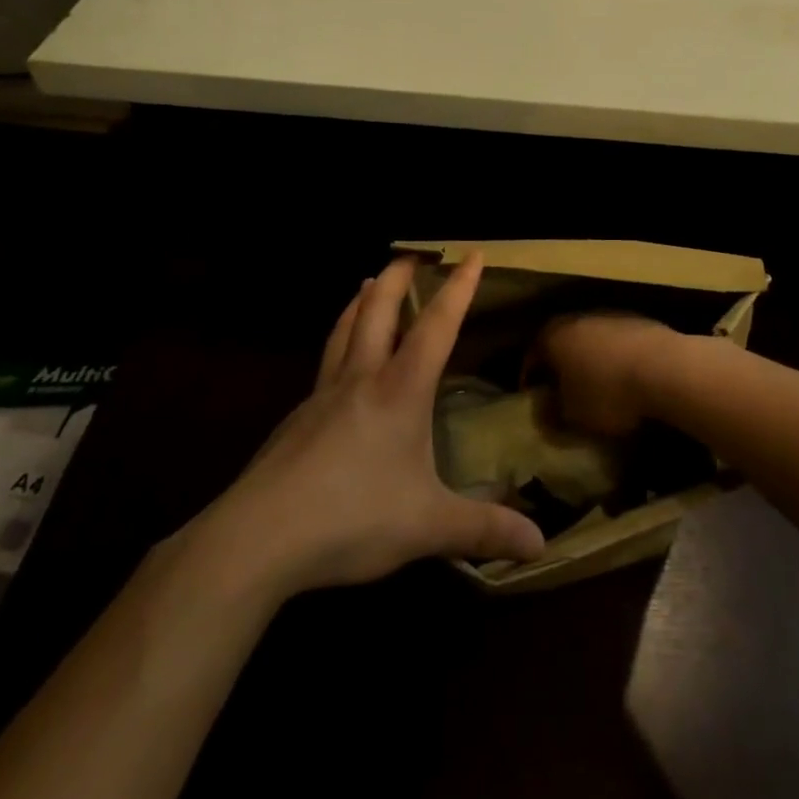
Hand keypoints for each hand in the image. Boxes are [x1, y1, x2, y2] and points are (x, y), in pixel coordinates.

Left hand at [187, 254, 544, 597]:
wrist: (259, 537)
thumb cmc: (352, 518)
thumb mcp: (427, 527)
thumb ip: (483, 529)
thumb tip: (540, 544)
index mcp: (399, 390)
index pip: (436, 326)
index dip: (458, 288)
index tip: (470, 253)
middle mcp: (361, 378)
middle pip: (377, 310)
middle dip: (397, 277)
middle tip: (410, 254)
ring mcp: (322, 395)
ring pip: (343, 329)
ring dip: (360, 300)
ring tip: (368, 282)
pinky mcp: (295, 419)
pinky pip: (325, 363)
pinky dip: (338, 340)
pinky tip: (338, 362)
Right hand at [528, 313, 683, 438]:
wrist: (665, 368)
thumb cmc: (608, 392)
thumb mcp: (573, 415)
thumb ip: (551, 414)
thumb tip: (544, 411)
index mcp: (553, 335)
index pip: (532, 355)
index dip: (530, 378)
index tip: (533, 397)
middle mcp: (578, 317)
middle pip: (562, 341)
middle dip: (561, 365)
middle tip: (562, 390)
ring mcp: (610, 315)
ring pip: (591, 339)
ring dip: (591, 359)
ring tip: (597, 386)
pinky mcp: (640, 320)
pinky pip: (618, 342)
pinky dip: (616, 357)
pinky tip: (625, 378)